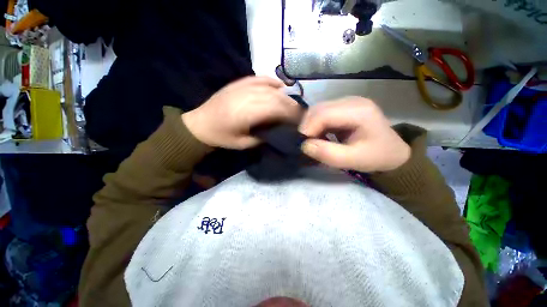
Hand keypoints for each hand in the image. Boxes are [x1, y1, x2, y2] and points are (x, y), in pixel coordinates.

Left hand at [182, 77, 300, 148]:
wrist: (200, 123)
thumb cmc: (222, 136)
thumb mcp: (244, 144)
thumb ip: (263, 137)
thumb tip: (278, 131)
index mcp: (248, 113)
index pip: (277, 109)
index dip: (291, 113)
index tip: (300, 121)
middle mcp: (248, 96)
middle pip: (277, 97)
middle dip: (292, 105)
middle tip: (300, 113)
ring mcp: (243, 86)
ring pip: (271, 88)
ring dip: (285, 95)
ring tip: (293, 104)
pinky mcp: (240, 82)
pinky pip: (260, 78)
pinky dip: (272, 81)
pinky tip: (280, 85)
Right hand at [299, 97, 410, 172]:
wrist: (393, 151)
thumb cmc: (376, 156)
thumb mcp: (354, 160)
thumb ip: (328, 154)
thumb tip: (304, 146)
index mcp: (359, 111)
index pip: (324, 114)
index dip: (308, 128)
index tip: (302, 144)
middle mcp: (351, 101)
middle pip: (318, 109)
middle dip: (307, 127)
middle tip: (306, 143)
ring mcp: (347, 102)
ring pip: (317, 110)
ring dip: (310, 125)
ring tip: (312, 140)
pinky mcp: (343, 107)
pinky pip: (322, 113)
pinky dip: (316, 125)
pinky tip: (319, 135)